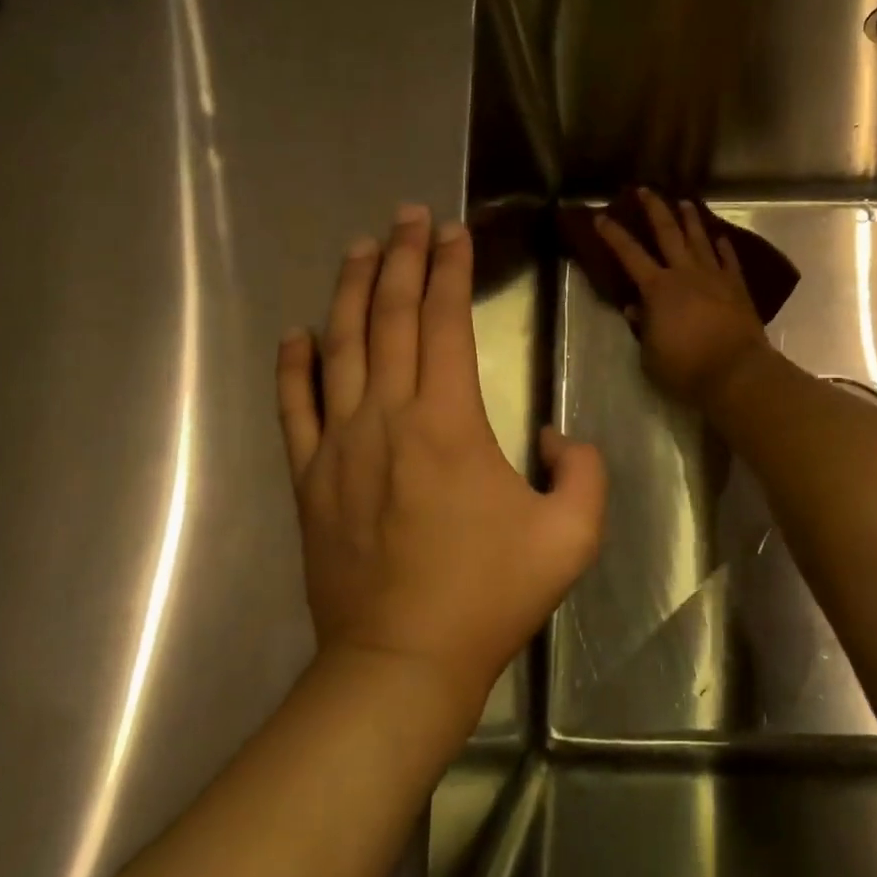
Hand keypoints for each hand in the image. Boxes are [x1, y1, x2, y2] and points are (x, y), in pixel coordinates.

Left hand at [278, 205, 606, 726]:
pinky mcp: (309, 478)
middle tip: (408, 214)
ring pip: (340, 347)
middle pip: (390, 318)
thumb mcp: (572, 535)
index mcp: (448, 422)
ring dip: (350, 291)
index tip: (453, 231)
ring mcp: (339, 445)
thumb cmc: (490, 596)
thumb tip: (553, 436)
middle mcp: (387, 416)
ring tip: (360, 247)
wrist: (401, 662)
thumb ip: (582, 470)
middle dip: (401, 258)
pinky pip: (294, 407)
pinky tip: (297, 333)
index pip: (445, 322)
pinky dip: (294, 365)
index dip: (450, 270)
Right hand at [597, 188, 771, 406]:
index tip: (601, 216)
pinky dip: (723, 247)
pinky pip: (729, 260)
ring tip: (685, 203)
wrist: (736, 372)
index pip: (629, 254)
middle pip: (668, 232)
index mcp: (658, 288)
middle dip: (654, 209)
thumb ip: (642, 327)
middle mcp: (685, 273)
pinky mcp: (737, 287)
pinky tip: (720, 237)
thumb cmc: (686, 367)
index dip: (613, 234)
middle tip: (645, 190)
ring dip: (691, 219)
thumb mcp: (650, 354)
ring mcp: (714, 277)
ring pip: (700, 239)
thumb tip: (635, 309)